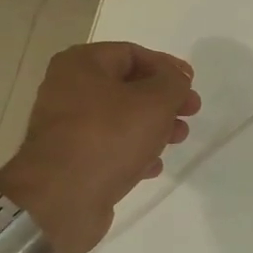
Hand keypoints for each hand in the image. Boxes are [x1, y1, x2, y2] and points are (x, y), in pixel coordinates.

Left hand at [0, 42, 201, 252]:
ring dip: (153, 127)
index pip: (131, 53)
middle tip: (190, 112)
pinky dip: (134, 152)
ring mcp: (67, 128)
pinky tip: (154, 166)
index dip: (166, 66)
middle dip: (163, 99)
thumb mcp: (155, 101)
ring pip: (120, 119)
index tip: (191, 83)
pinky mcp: (71, 160)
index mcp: (81, 64)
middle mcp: (68, 90)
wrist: (61, 199)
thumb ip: (173, 83)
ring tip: (178, 139)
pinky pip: (109, 147)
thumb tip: (175, 80)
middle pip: (127, 86)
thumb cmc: (109, 136)